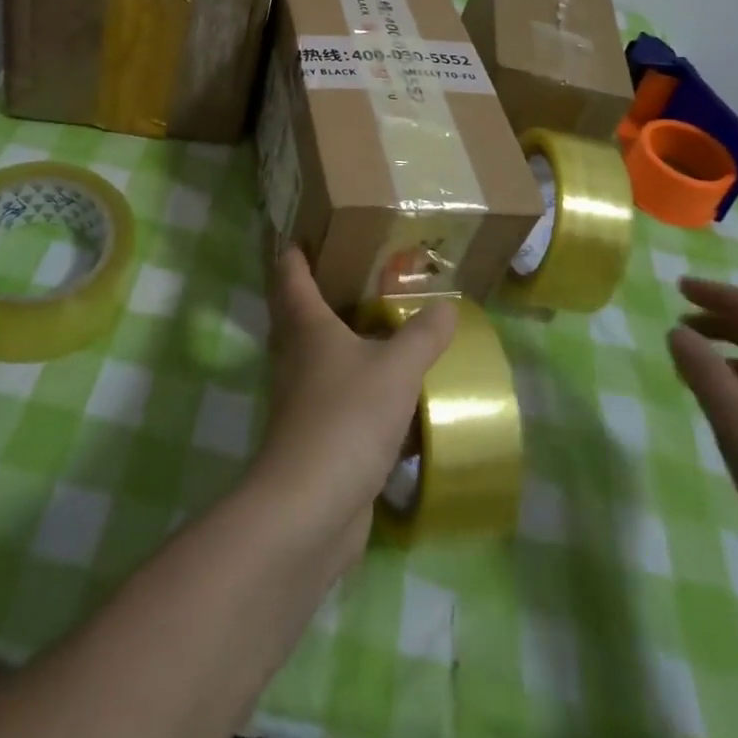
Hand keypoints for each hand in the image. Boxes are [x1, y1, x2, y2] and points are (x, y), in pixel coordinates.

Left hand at [249, 249, 456, 573]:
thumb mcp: (397, 369)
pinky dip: (350, 383)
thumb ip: (423, 336)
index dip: (294, 250)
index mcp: (306, 326)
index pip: (291, 274)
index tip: (302, 231)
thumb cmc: (348, 417)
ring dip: (334, 339)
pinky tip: (380, 389)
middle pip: (295, 312)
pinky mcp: (311, 434)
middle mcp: (295, 355)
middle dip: (315, 290)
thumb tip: (446, 305)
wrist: (311, 506)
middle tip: (348, 270)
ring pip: (313, 355)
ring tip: (371, 324)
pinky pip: (330, 395)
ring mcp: (299, 397)